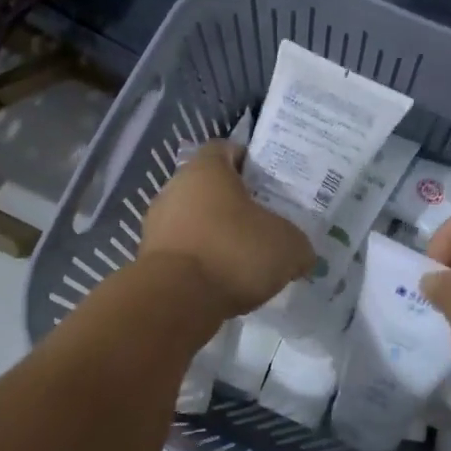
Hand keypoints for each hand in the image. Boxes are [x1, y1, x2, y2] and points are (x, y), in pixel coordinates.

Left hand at [140, 142, 315, 319]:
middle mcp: (175, 188)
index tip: (269, 185)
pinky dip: (202, 262)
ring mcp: (157, 224)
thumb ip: (298, 245)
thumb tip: (302, 255)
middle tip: (263, 224)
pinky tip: (223, 282)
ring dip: (216, 235)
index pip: (227, 150)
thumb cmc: (234, 252)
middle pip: (209, 188)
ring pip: (194, 221)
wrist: (176, 300)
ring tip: (244, 259)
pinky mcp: (149, 259)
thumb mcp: (288, 247)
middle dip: (234, 204)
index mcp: (206, 169)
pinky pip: (184, 252)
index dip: (249, 163)